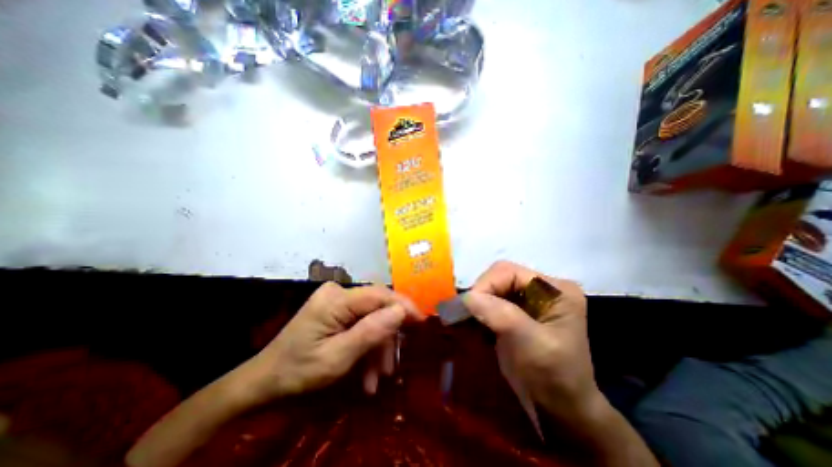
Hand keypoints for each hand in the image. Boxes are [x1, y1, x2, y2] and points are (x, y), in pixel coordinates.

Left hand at [240, 281, 422, 399]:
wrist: (265, 381)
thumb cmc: (298, 371)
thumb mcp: (337, 358)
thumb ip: (371, 332)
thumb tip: (401, 311)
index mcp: (336, 299)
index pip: (379, 294)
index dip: (403, 305)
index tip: (421, 321)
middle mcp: (338, 293)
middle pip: (376, 308)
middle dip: (385, 337)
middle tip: (390, 368)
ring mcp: (336, 301)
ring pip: (370, 319)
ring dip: (376, 348)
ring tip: (376, 378)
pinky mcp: (336, 310)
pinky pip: (360, 323)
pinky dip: (366, 346)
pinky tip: (366, 372)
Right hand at [462, 262, 598, 426]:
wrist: (560, 411)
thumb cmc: (554, 378)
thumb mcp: (531, 344)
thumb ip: (500, 315)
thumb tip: (466, 297)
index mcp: (555, 289)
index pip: (509, 272)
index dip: (486, 285)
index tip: (467, 306)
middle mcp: (542, 287)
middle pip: (499, 277)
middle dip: (480, 294)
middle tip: (465, 315)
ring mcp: (529, 299)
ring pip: (492, 288)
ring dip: (477, 303)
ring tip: (467, 320)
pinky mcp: (516, 311)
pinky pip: (491, 301)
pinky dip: (479, 311)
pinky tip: (475, 326)